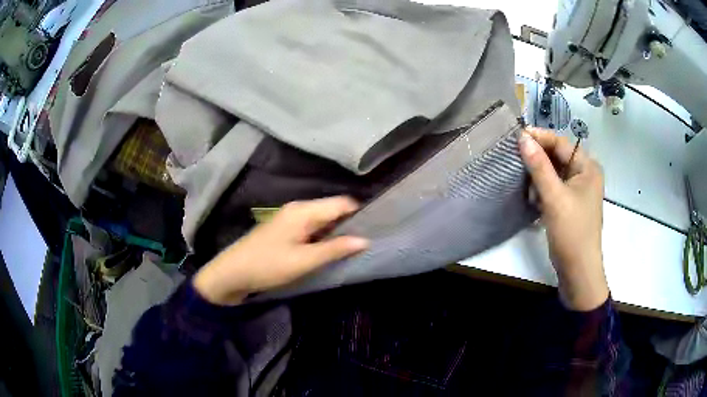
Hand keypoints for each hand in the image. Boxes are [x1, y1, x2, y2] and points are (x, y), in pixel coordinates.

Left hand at [193, 196, 369, 304]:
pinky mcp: (285, 231)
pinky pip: (312, 229)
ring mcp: (290, 219)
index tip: (375, 229)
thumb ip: (335, 249)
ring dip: (337, 233)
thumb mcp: (304, 261)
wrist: (232, 274)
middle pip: (332, 210)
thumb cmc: (268, 266)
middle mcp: (298, 209)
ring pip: (323, 221)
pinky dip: (323, 238)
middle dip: (350, 225)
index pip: (341, 203)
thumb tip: (365, 240)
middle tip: (367, 243)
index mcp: (303, 210)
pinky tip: (330, 251)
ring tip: (353, 249)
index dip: (360, 214)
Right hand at [519, 127, 608, 310]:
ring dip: (539, 177)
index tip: (517, 136)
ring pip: (554, 173)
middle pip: (558, 158)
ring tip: (524, 182)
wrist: (578, 271)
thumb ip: (539, 166)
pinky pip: (554, 188)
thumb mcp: (554, 197)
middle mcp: (585, 175)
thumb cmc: (572, 232)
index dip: (540, 138)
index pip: (561, 144)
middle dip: (538, 159)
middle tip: (515, 158)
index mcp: (588, 168)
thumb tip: (523, 138)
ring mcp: (578, 191)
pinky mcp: (570, 205)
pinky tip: (533, 198)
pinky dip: (542, 190)